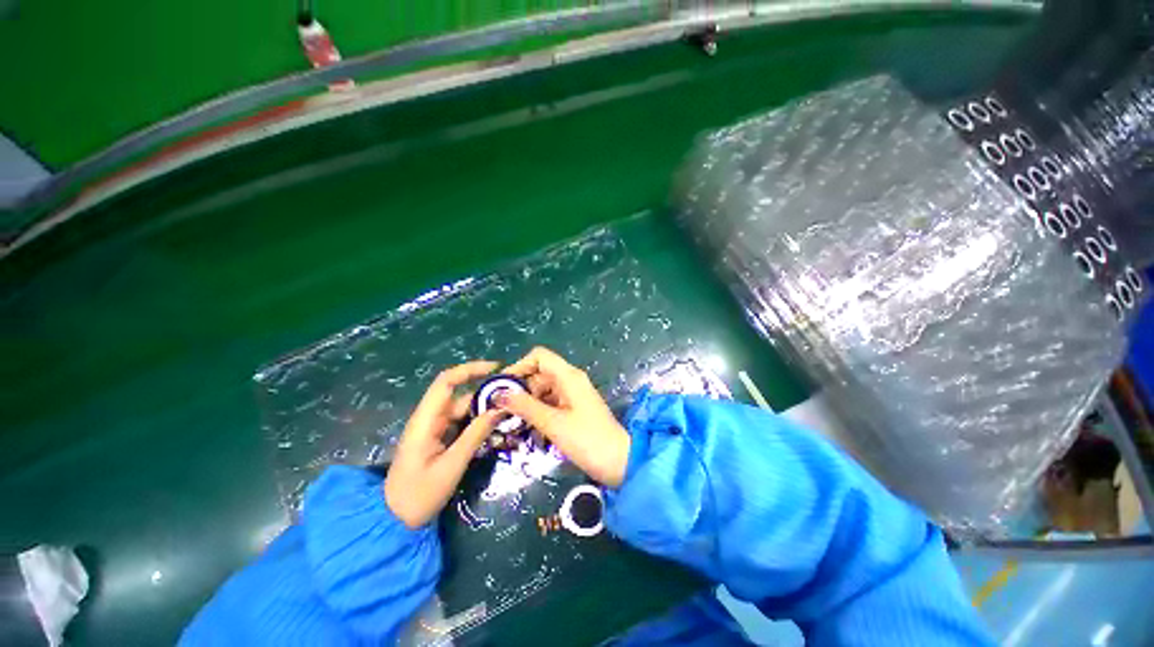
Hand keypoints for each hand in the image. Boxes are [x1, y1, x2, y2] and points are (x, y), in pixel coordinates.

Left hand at [384, 360, 502, 528]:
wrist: (393, 520)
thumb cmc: (419, 495)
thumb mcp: (452, 465)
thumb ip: (476, 434)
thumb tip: (500, 408)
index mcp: (426, 420)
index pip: (447, 382)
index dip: (471, 369)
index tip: (497, 368)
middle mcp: (430, 417)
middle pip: (460, 395)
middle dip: (486, 392)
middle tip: (514, 397)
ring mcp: (434, 427)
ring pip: (464, 409)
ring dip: (485, 409)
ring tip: (510, 413)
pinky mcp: (439, 437)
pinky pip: (462, 422)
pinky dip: (479, 422)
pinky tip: (495, 427)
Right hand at [497, 347, 629, 486]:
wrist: (619, 462)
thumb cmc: (587, 440)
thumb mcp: (553, 423)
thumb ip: (525, 406)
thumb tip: (498, 394)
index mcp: (568, 376)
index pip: (539, 357)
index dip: (519, 367)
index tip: (502, 387)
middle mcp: (571, 380)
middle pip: (539, 374)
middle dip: (520, 390)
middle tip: (501, 411)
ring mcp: (573, 394)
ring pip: (543, 391)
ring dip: (528, 404)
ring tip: (512, 423)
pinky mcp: (574, 408)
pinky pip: (551, 403)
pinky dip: (539, 413)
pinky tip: (529, 430)